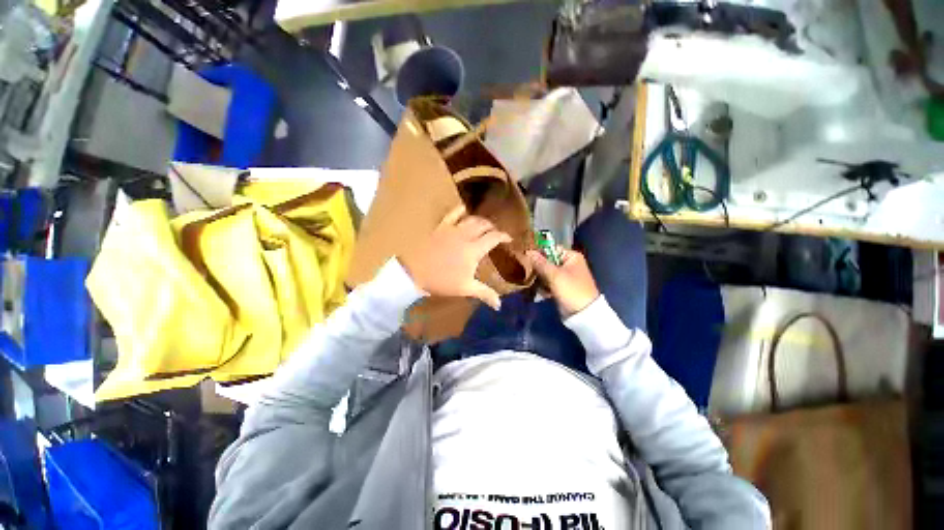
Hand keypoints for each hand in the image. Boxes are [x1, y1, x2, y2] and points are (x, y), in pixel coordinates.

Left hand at [399, 205, 511, 309]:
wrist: (415, 273)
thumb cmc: (442, 281)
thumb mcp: (465, 288)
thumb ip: (485, 293)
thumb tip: (499, 306)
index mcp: (474, 250)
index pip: (494, 238)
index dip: (504, 236)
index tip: (509, 239)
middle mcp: (466, 235)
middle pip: (484, 225)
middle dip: (493, 227)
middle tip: (496, 233)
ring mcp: (453, 229)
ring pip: (471, 218)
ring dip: (481, 220)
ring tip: (484, 225)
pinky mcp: (441, 227)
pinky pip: (452, 213)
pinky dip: (461, 210)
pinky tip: (465, 209)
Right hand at [526, 248, 599, 316]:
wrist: (583, 313)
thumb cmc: (571, 289)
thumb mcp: (554, 275)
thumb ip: (540, 263)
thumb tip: (528, 251)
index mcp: (571, 257)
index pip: (551, 249)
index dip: (539, 254)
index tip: (528, 259)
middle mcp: (569, 264)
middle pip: (548, 262)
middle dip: (539, 269)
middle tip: (532, 275)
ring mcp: (566, 276)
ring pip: (547, 273)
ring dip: (541, 280)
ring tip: (538, 286)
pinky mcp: (562, 287)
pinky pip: (549, 283)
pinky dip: (545, 287)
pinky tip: (544, 293)